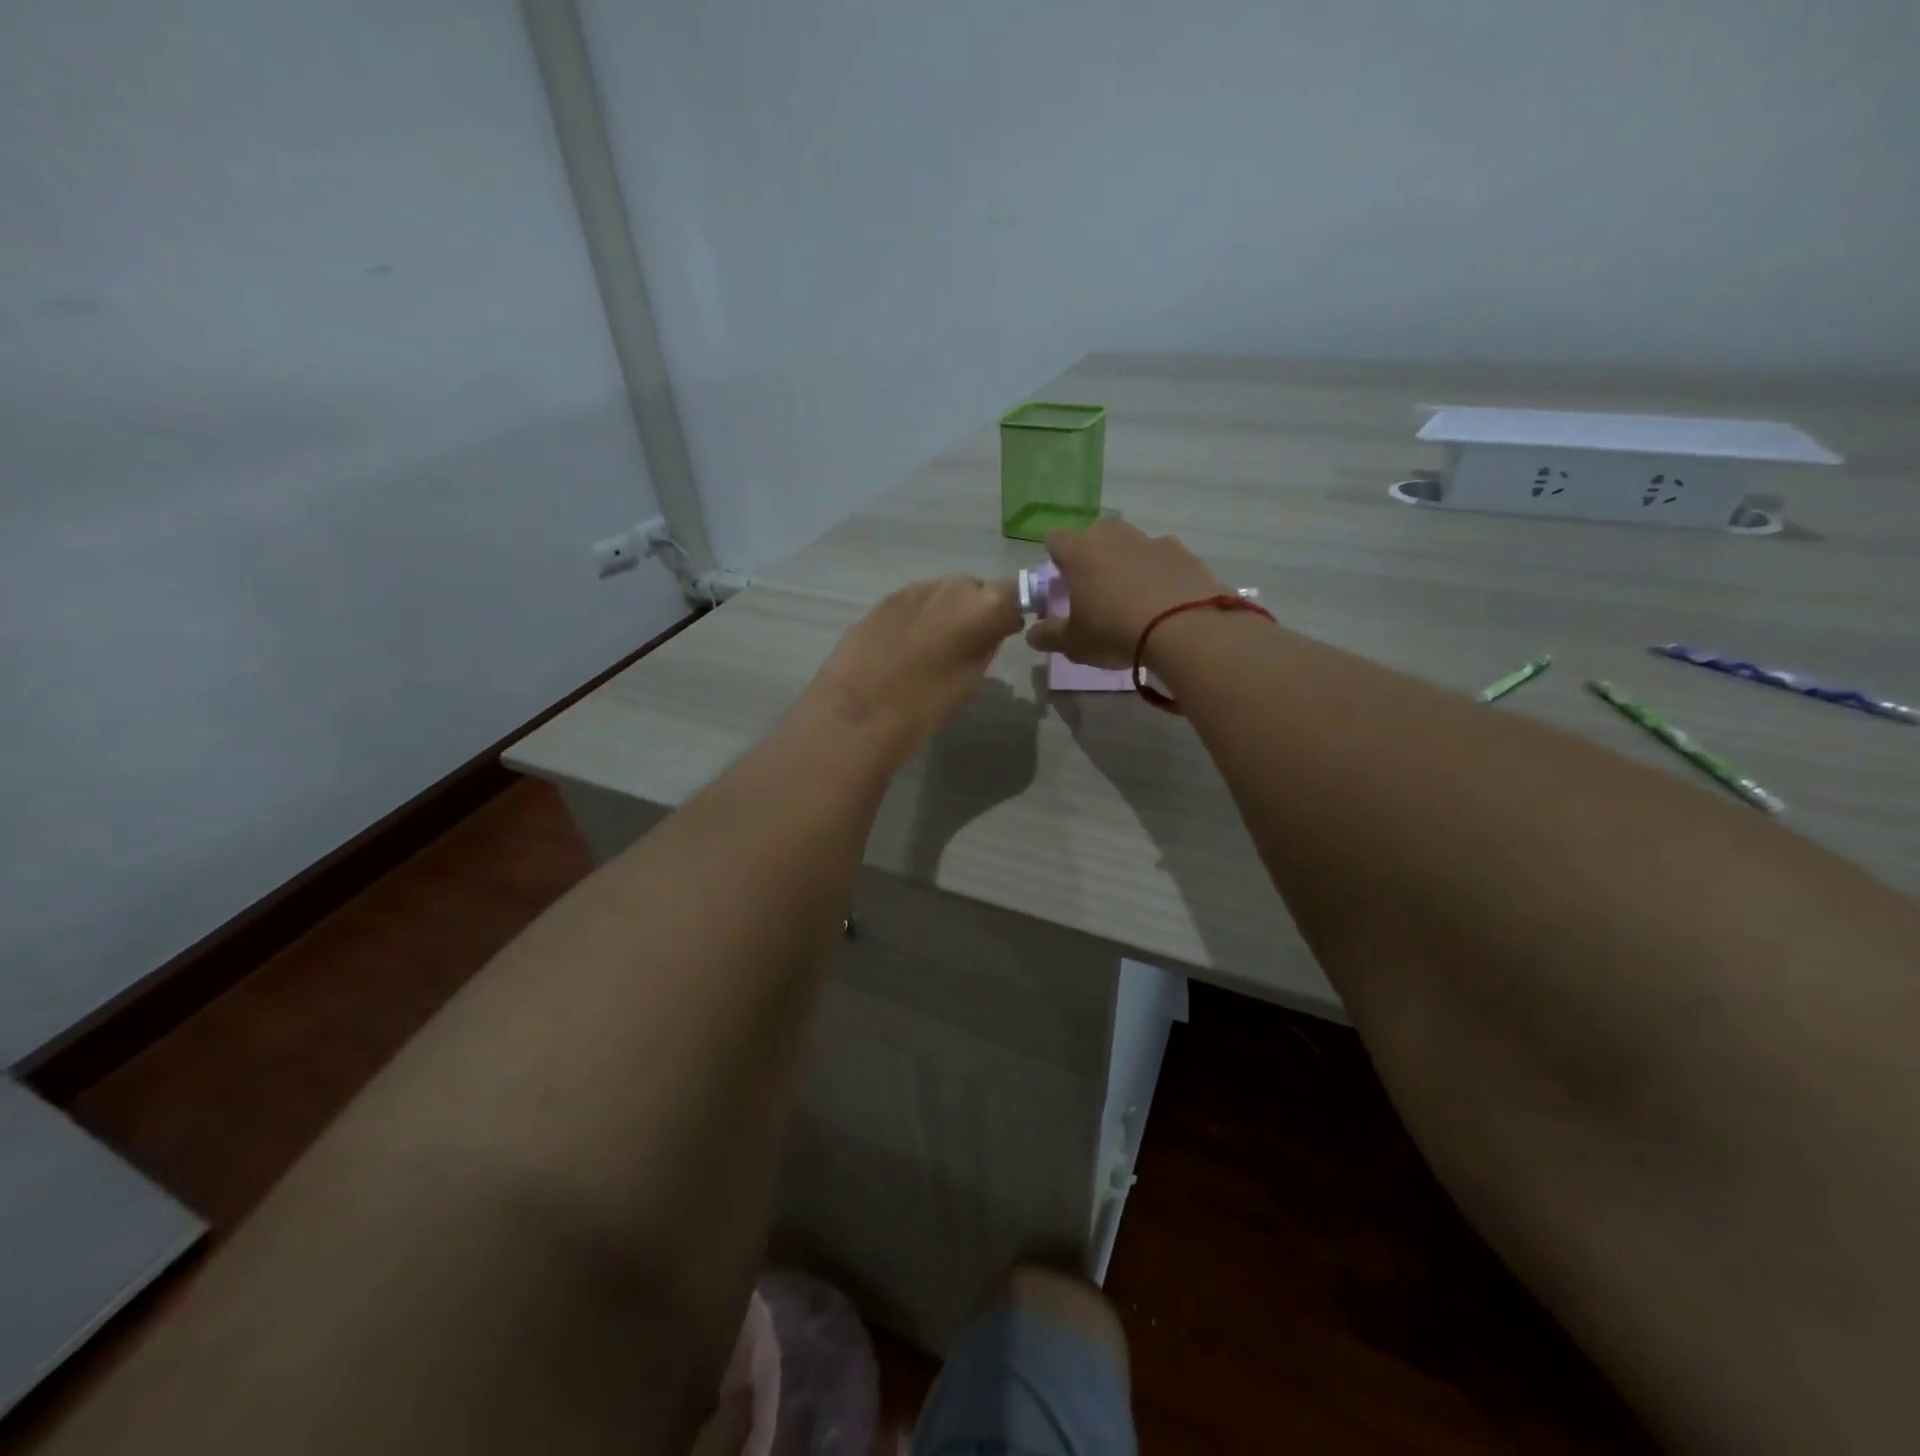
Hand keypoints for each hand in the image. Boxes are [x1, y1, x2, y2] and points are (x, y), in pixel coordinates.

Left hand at [805, 575, 1022, 759]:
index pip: (1014, 593)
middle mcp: (952, 586)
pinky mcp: (886, 598)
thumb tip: (993, 628)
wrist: (861, 708)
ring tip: (933, 647)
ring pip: (943, 594)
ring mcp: (916, 588)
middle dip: (976, 611)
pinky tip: (906, 646)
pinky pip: (916, 602)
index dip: (1010, 611)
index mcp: (983, 606)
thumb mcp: (972, 678)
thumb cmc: (927, 702)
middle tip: (967, 644)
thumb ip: (988, 643)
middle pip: (976, 590)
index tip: (1006, 632)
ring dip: (946, 612)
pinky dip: (919, 617)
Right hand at [1025, 521, 1226, 667]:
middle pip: (1095, 536)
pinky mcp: (1186, 554)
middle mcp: (1115, 536)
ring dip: (1128, 565)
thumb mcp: (1073, 644)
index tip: (1060, 583)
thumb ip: (1048, 635)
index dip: (1054, 559)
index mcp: (1080, 550)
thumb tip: (1033, 633)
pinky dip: (1160, 576)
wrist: (1186, 629)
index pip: (1055, 538)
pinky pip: (1164, 561)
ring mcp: (1153, 541)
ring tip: (1134, 600)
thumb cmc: (1115, 631)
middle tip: (1095, 592)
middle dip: (1092, 558)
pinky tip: (1165, 604)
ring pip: (1132, 546)